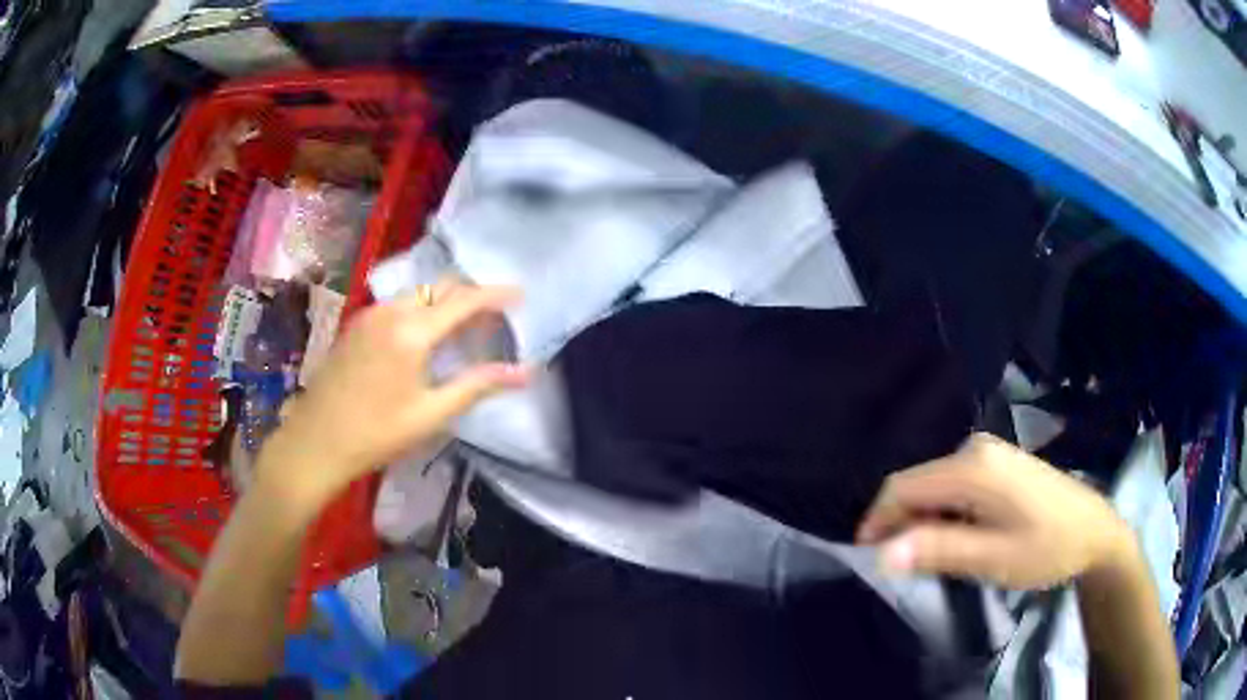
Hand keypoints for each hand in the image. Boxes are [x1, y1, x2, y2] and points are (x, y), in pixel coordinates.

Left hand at [257, 283, 529, 511]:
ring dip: (444, 300)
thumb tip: (524, 372)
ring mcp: (369, 314)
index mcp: (412, 331)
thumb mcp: (431, 413)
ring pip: (418, 293)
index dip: (495, 295)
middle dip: (471, 293)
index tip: (521, 294)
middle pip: (440, 287)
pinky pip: (398, 303)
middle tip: (496, 312)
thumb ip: (477, 385)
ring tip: (465, 323)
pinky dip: (421, 308)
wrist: (315, 441)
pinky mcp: (356, 324)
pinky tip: (426, 332)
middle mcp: (390, 311)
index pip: (464, 300)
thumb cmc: (376, 433)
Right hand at [856, 433, 1134, 589]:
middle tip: (902, 566)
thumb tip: (883, 553)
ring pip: (935, 485)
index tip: (866, 557)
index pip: (903, 486)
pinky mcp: (998, 463)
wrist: (1095, 531)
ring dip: (922, 520)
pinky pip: (954, 484)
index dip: (877, 520)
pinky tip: (956, 537)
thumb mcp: (992, 557)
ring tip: (928, 557)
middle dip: (900, 523)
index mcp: (972, 466)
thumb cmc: (1047, 547)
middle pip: (918, 483)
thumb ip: (938, 550)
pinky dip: (943, 512)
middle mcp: (975, 448)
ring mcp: (989, 452)